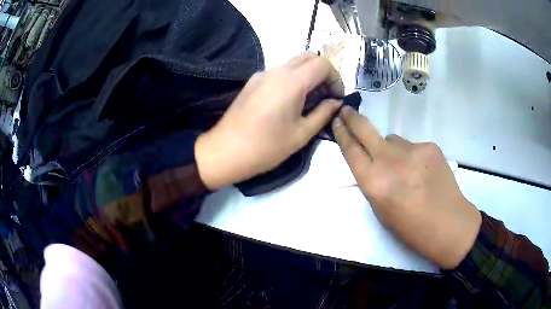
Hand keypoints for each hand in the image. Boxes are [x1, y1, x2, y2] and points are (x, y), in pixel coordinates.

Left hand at [195, 53, 343, 189]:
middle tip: (326, 96)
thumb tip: (336, 102)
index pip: (323, 64)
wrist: (225, 151)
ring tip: (310, 100)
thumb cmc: (266, 147)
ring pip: (293, 63)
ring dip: (308, 75)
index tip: (337, 98)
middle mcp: (277, 71)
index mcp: (292, 81)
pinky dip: (292, 79)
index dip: (336, 78)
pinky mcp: (252, 82)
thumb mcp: (301, 134)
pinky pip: (279, 72)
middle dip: (323, 73)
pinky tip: (289, 101)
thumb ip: (323, 113)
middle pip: (309, 58)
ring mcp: (262, 74)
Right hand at [332, 106, 481, 268]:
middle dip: (352, 118)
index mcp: (374, 183)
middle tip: (346, 110)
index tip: (336, 122)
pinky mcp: (429, 146)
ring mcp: (412, 150)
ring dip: (392, 149)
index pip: (351, 150)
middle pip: (365, 130)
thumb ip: (373, 182)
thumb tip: (374, 162)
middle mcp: (390, 161)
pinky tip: (423, 171)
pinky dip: (413, 156)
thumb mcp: (381, 210)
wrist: (448, 224)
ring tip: (406, 169)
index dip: (341, 133)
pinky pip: (413, 146)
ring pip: (393, 140)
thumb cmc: (410, 228)